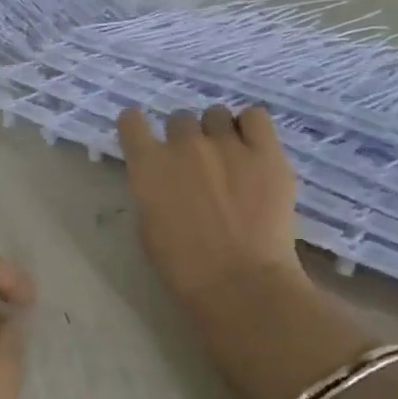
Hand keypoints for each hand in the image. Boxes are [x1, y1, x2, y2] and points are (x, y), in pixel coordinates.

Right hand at [116, 105, 303, 313]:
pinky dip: (251, 127)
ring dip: (218, 132)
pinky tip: (254, 148)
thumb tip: (163, 180)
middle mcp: (183, 144)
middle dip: (185, 138)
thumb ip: (151, 192)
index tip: (146, 140)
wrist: (240, 284)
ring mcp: (226, 143)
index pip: (131, 121)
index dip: (138, 128)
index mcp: (148, 165)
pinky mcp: (265, 151)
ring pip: (217, 114)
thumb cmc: (184, 267)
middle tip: (197, 166)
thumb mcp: (148, 227)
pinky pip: (255, 116)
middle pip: (179, 119)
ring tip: (231, 158)